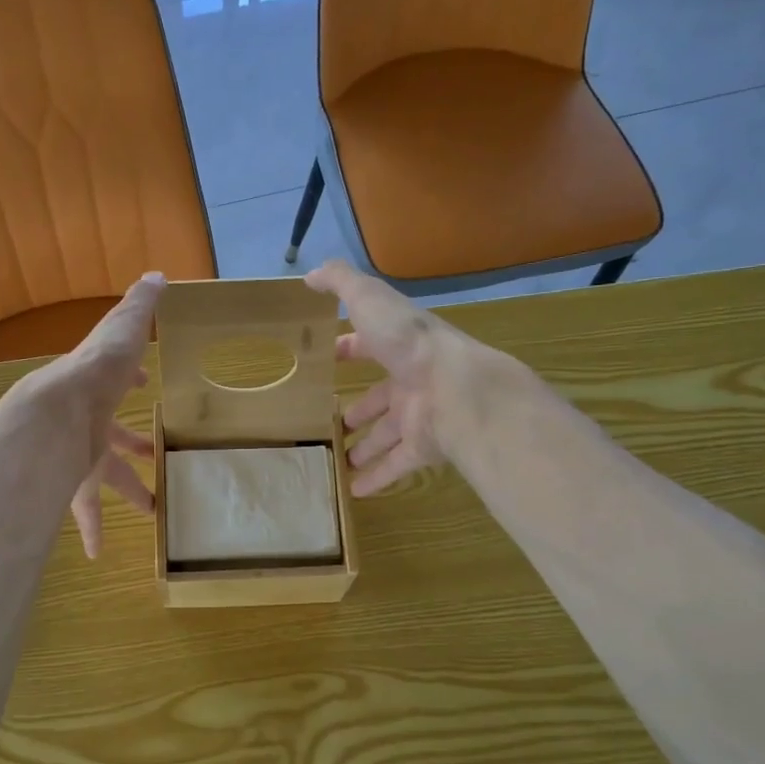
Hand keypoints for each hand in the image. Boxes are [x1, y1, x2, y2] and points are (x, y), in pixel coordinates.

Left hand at [33, 273, 164, 557]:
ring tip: (151, 512)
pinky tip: (97, 553)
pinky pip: (85, 514)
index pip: (117, 382)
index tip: (144, 385)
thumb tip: (157, 275)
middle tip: (152, 456)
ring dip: (128, 493)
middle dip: (132, 446)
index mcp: (99, 389)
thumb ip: (138, 307)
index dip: (131, 380)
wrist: (53, 416)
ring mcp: (79, 456)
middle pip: (112, 437)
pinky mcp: (73, 486)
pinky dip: (91, 532)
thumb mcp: (122, 332)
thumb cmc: (96, 374)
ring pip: (104, 480)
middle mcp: (87, 423)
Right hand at [305, 259, 472, 495]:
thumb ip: (340, 283)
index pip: (370, 346)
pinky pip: (397, 465)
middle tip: (336, 422)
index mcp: (399, 346)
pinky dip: (377, 477)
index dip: (349, 351)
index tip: (328, 361)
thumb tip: (310, 273)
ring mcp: (419, 416)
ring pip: (387, 434)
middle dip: (359, 408)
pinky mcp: (423, 447)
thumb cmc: (407, 342)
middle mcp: (410, 380)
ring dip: (366, 445)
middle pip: (381, 397)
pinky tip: (354, 490)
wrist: (454, 387)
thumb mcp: (369, 300)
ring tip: (341, 459)